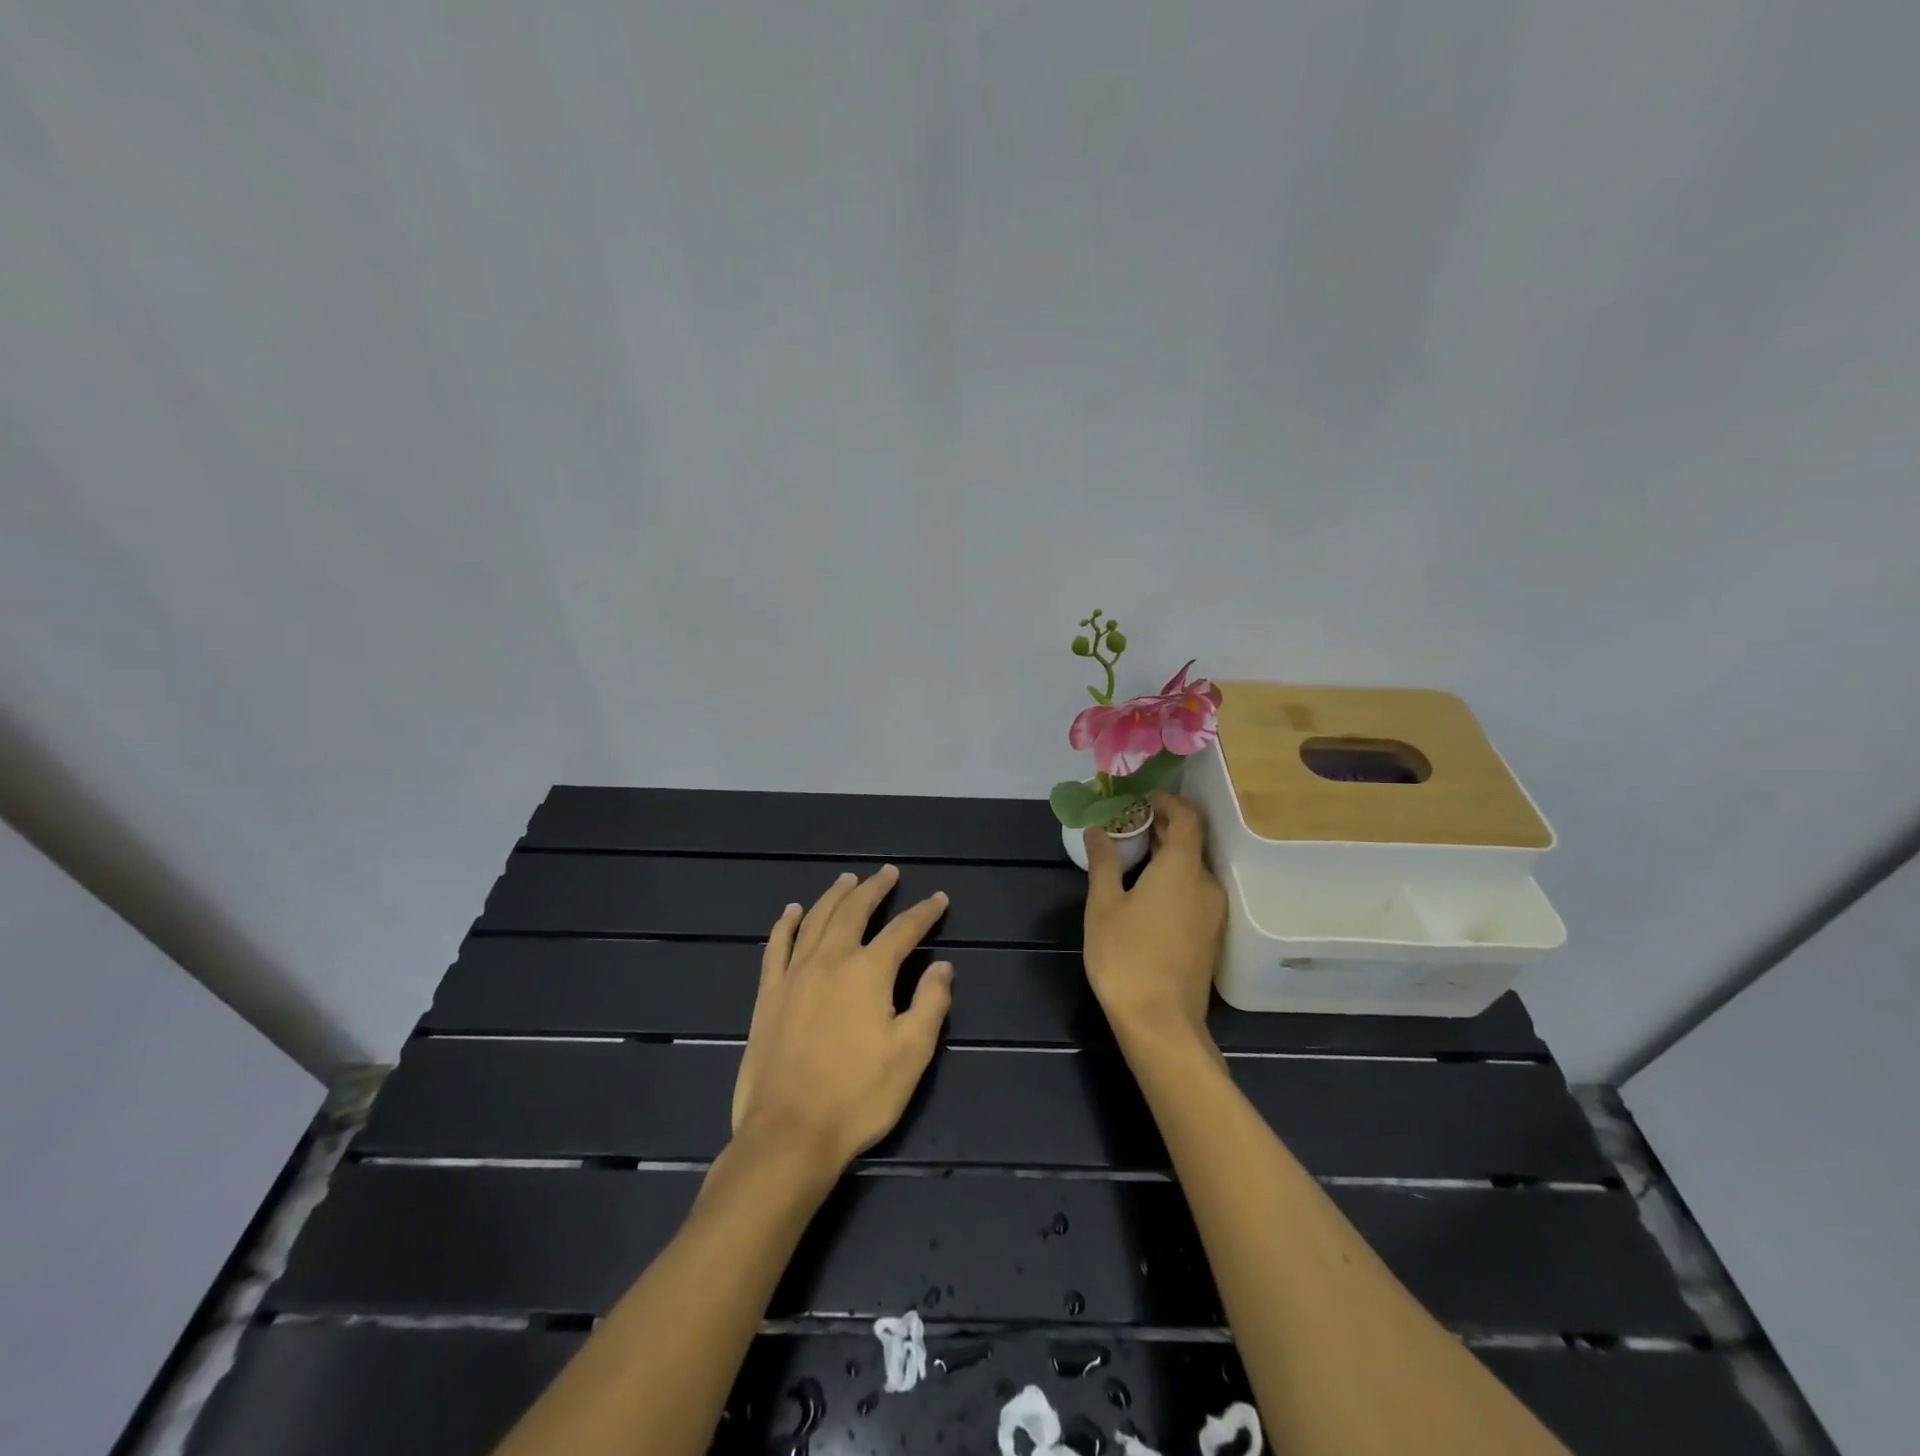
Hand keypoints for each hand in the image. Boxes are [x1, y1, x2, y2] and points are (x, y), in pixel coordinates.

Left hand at [730, 865, 952, 1175]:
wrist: (789, 1133)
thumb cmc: (857, 1096)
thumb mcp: (911, 1054)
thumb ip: (931, 1003)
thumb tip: (942, 966)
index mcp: (868, 972)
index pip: (903, 930)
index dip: (924, 913)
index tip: (938, 898)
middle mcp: (831, 960)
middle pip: (855, 911)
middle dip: (875, 889)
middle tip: (888, 873)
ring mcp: (794, 974)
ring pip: (816, 920)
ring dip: (835, 896)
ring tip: (848, 879)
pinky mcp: (768, 995)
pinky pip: (777, 947)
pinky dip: (786, 924)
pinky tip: (792, 911)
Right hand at [1083, 793, 1226, 1042]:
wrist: (1161, 1023)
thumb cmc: (1126, 957)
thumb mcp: (1104, 905)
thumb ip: (1104, 862)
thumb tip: (1098, 830)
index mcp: (1183, 869)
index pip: (1188, 817)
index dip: (1166, 802)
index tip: (1138, 803)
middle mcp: (1207, 884)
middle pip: (1192, 841)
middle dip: (1161, 828)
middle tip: (1125, 829)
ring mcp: (1214, 912)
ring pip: (1194, 868)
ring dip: (1167, 855)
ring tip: (1131, 860)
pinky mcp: (1211, 934)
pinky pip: (1195, 891)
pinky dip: (1174, 879)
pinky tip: (1146, 894)